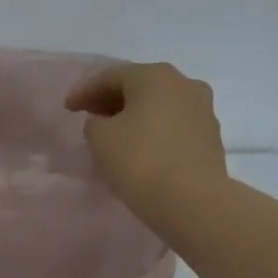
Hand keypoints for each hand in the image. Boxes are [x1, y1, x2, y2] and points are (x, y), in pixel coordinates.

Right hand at [65, 61, 228, 231]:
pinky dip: (153, 130)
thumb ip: (95, 123)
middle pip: (139, 86)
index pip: (110, 76)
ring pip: (159, 105)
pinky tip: (140, 147)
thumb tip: (106, 122)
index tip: (67, 108)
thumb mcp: (100, 138)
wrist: (192, 200)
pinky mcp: (210, 135)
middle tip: (89, 115)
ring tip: (114, 133)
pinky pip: (173, 124)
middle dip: (111, 99)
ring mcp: (202, 109)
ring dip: (134, 115)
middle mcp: (184, 84)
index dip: (84, 91)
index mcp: (154, 76)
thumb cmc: (140, 161)